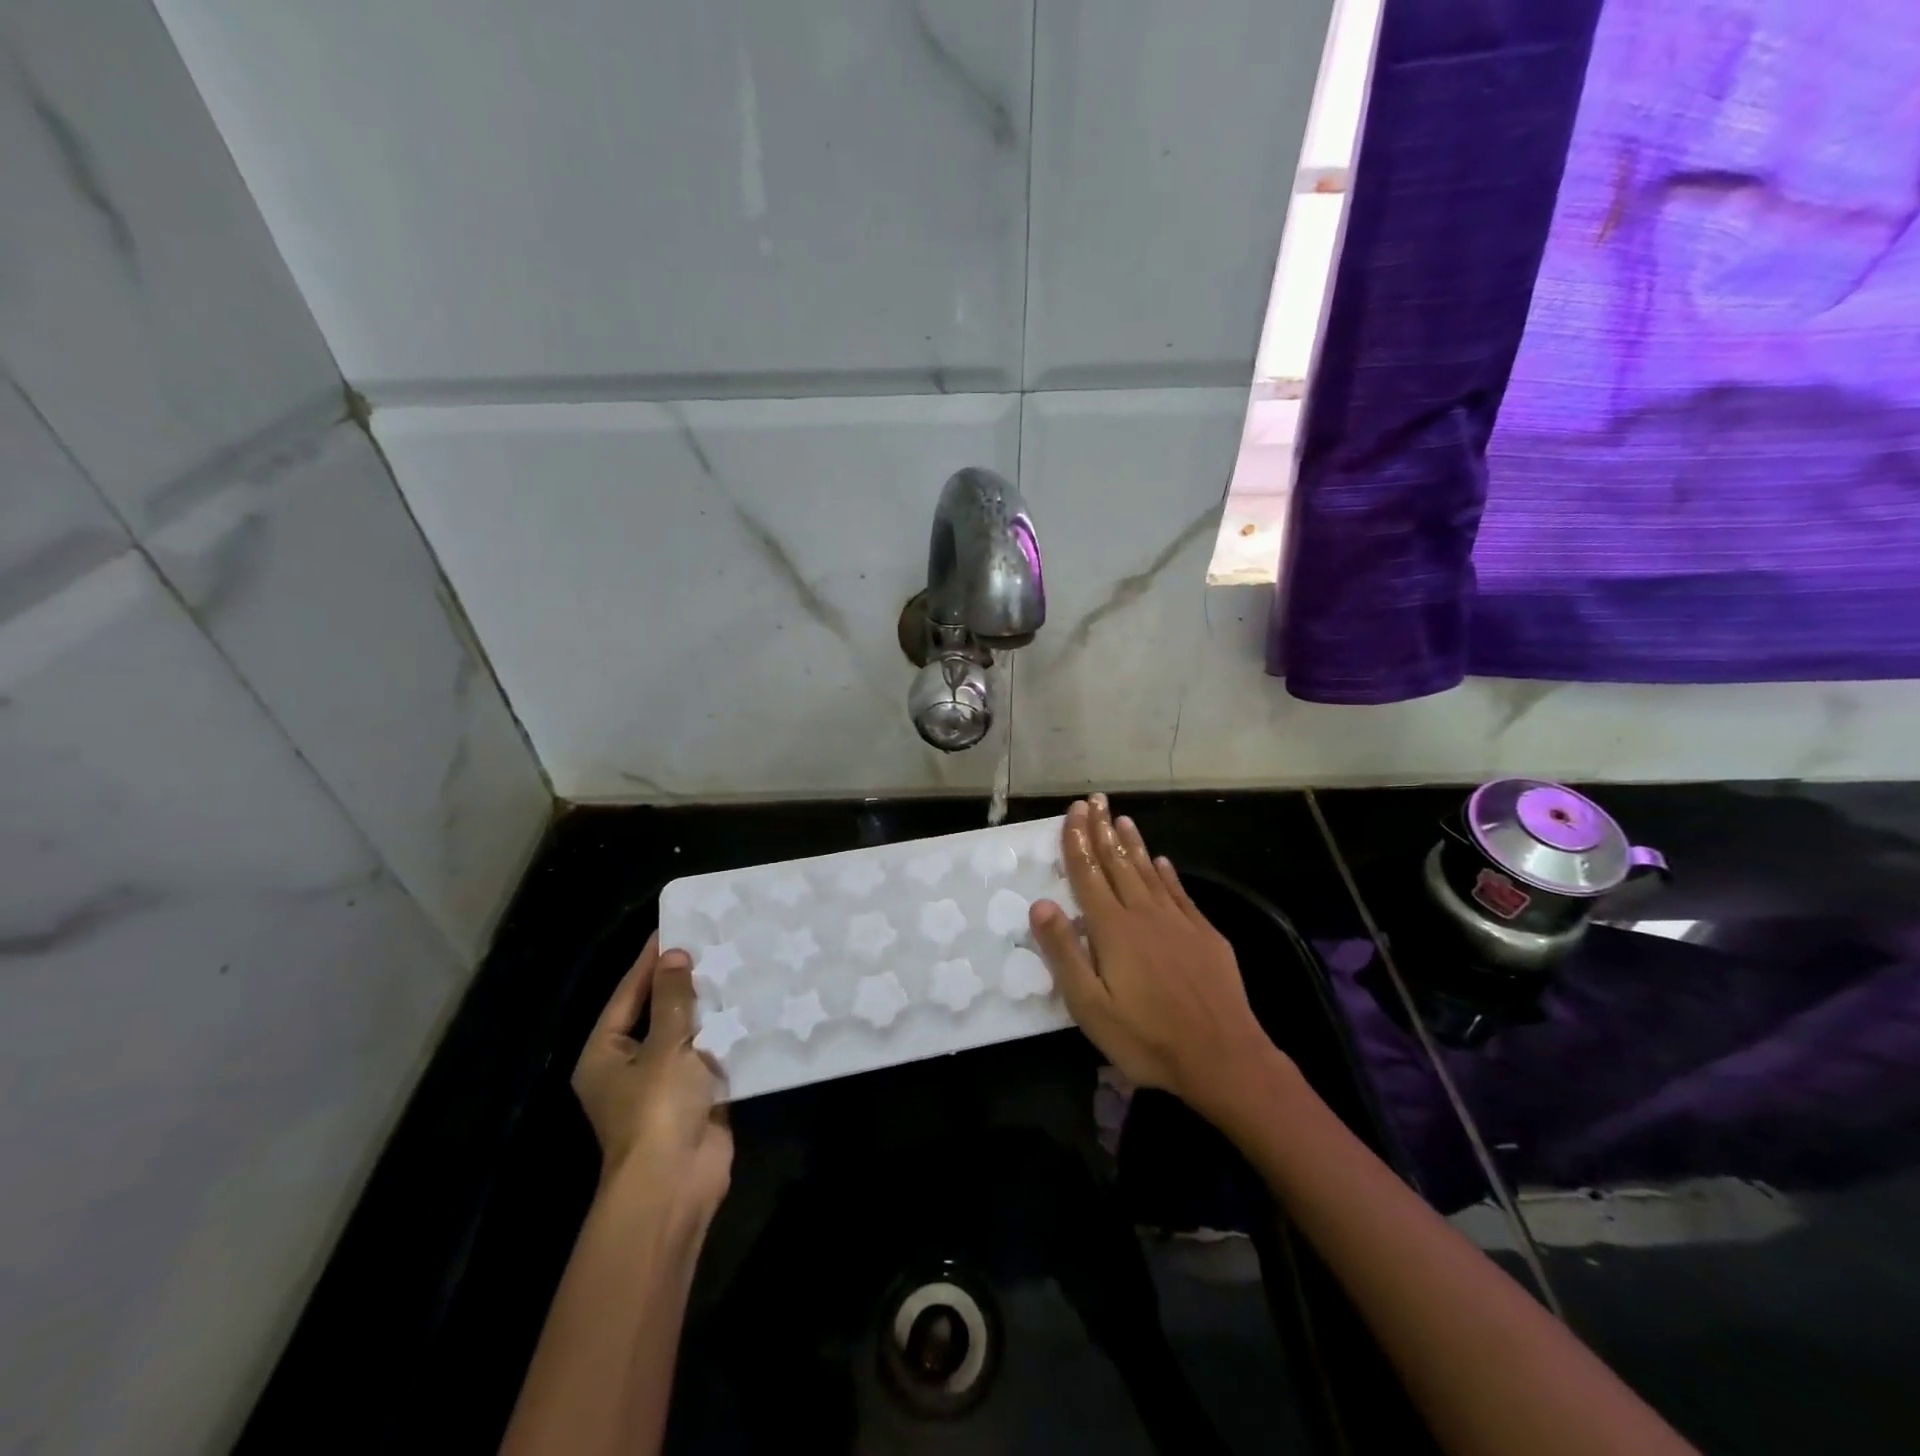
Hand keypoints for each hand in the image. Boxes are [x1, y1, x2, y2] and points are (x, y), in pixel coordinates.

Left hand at [572, 933, 731, 1214]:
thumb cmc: (657, 1109)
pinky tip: (750, 1007)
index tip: (674, 927)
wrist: (676, 1183)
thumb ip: (673, 998)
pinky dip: (727, 1035)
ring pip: (688, 1034)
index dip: (650, 961)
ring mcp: (664, 1084)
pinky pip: (711, 1056)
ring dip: (709, 1008)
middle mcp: (630, 1066)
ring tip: (736, 966)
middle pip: (658, 1012)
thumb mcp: (665, 1045)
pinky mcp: (696, 1097)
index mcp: (606, 1054)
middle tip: (712, 943)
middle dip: (684, 983)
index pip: (628, 994)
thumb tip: (673, 955)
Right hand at [1029, 795, 1281, 1122]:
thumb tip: (1041, 904)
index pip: (1089, 874)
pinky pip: (1180, 892)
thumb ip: (1064, 953)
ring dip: (1134, 844)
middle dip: (1103, 830)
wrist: (1223, 1057)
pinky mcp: (1205, 935)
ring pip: (1150, 872)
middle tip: (1096, 800)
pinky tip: (1163, 861)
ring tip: (1123, 819)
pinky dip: (1167, 873)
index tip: (1074, 811)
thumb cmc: (1147, 1037)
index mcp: (1113, 929)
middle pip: (1118, 863)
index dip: (1078, 841)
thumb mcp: (1090, 1006)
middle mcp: (1144, 914)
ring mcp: (1178, 922)